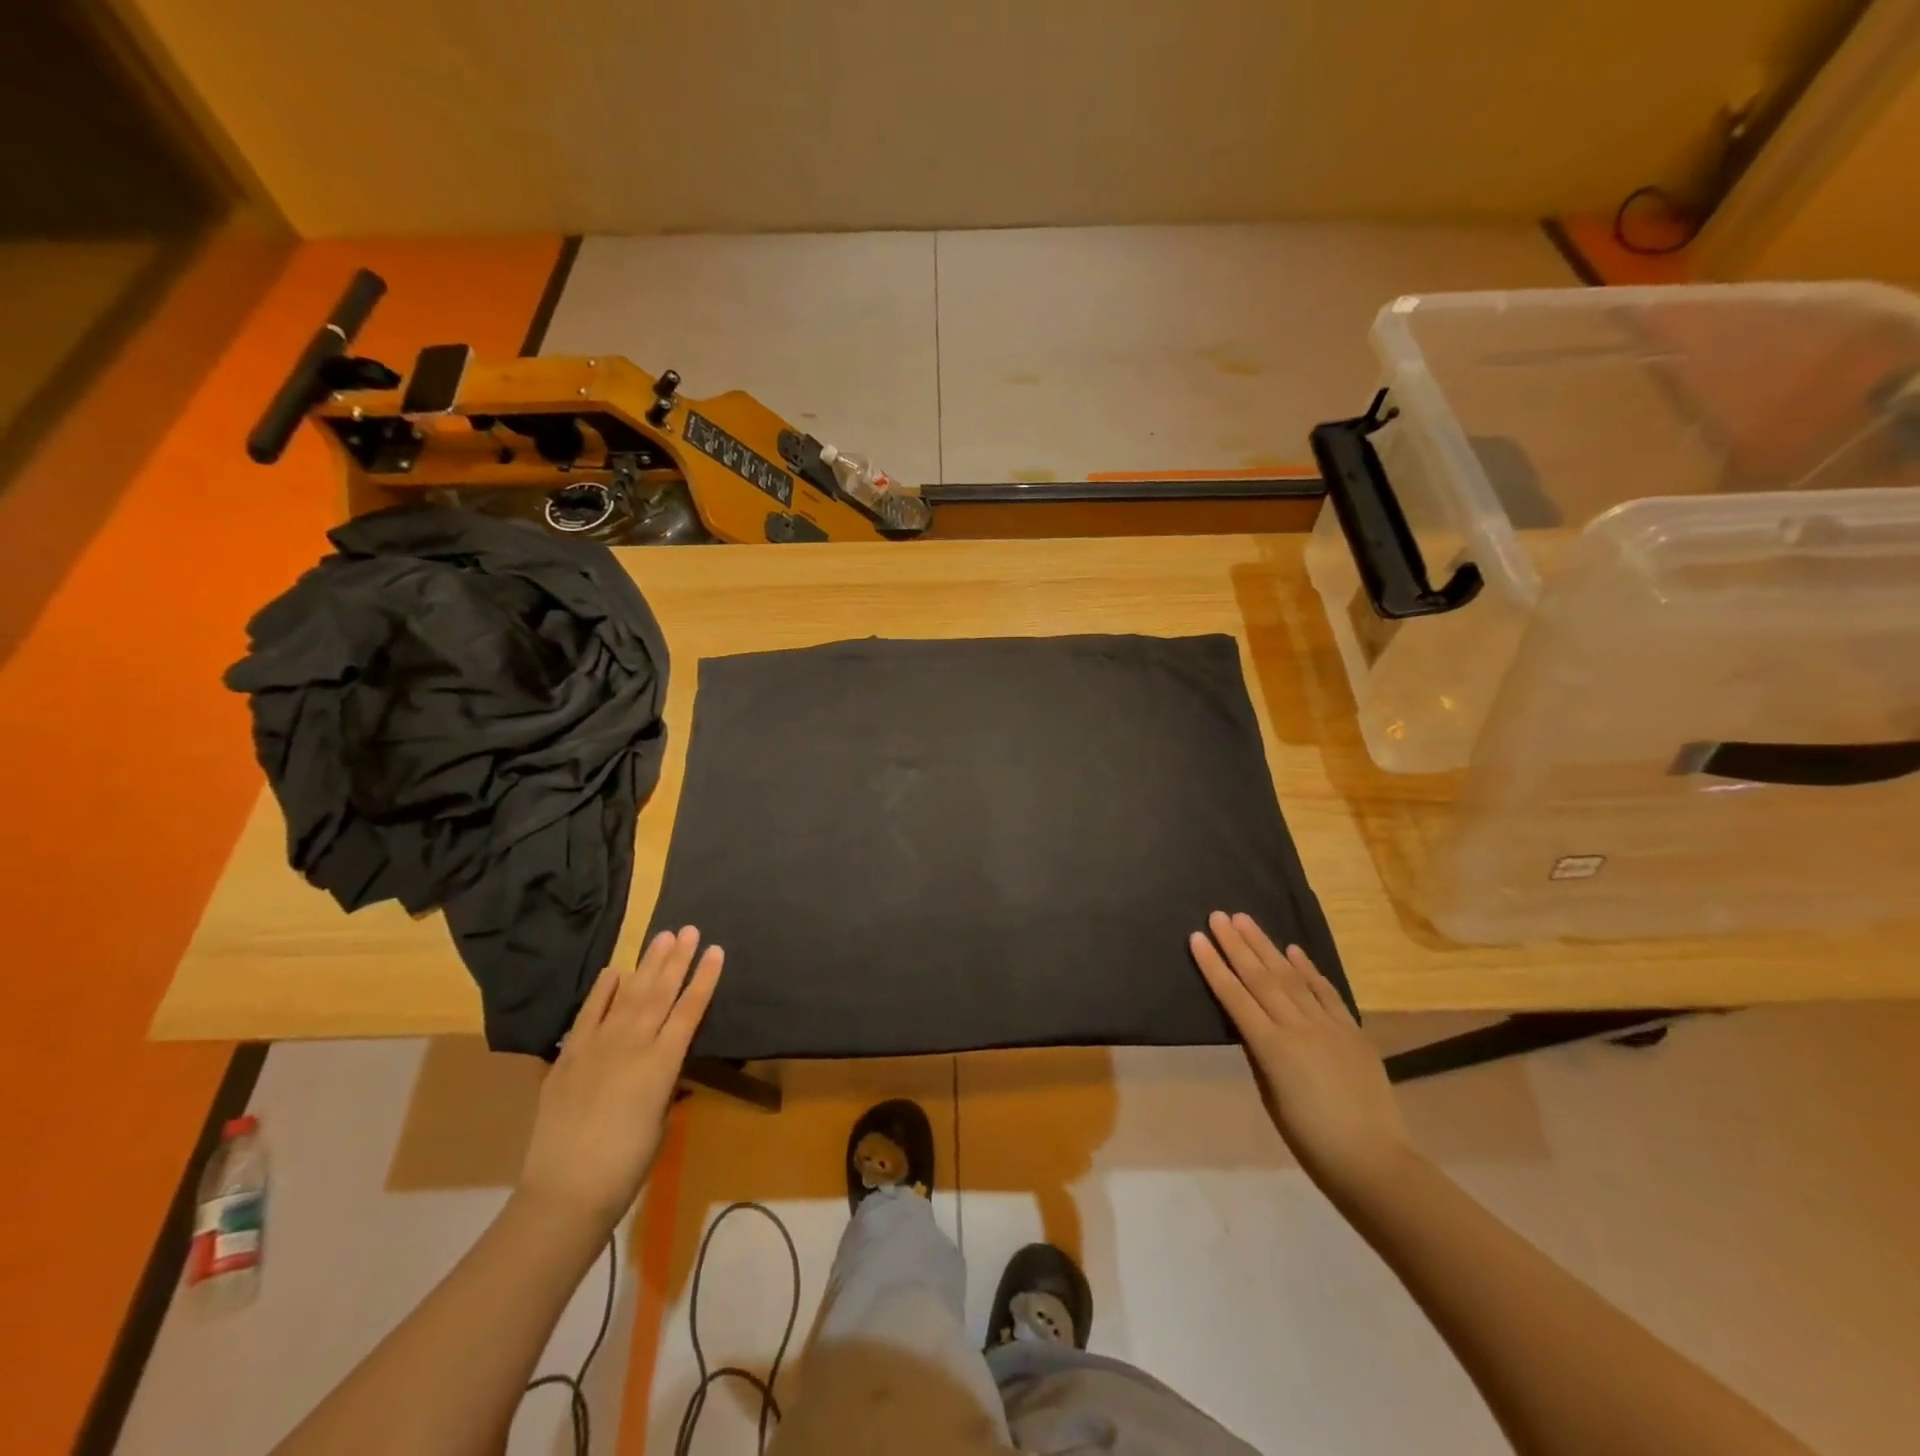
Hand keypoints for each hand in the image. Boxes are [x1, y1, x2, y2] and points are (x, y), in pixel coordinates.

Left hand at [517, 926, 723, 1234]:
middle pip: (660, 993)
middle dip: (678, 959)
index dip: (704, 979)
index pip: (689, 1010)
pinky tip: (615, 970)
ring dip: (647, 965)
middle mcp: (632, 1045)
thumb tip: (665, 1063)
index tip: (716, 950)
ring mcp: (597, 1046)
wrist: (565, 1192)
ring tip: (662, 937)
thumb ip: (665, 1084)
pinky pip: (588, 1014)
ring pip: (628, 995)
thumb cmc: (627, 1165)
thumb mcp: (660, 1120)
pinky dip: (602, 991)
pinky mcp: (569, 1056)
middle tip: (690, 930)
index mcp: (662, 1063)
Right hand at [1190, 912, 1413, 1201]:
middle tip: (1218, 916)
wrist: (1374, 1162)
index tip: (1197, 937)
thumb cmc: (1310, 1140)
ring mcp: (1328, 1026)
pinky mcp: (1353, 1031)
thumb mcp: (1270, 1097)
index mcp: (1271, 1048)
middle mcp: (1298, 1027)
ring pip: (1291, 977)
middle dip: (1236, 945)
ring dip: (1266, 946)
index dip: (1214, 966)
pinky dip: (1309, 970)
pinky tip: (1294, 950)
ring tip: (1246, 920)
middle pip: (1260, 978)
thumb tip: (1251, 1024)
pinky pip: (1326, 992)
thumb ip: (1259, 1054)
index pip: (1234, 997)